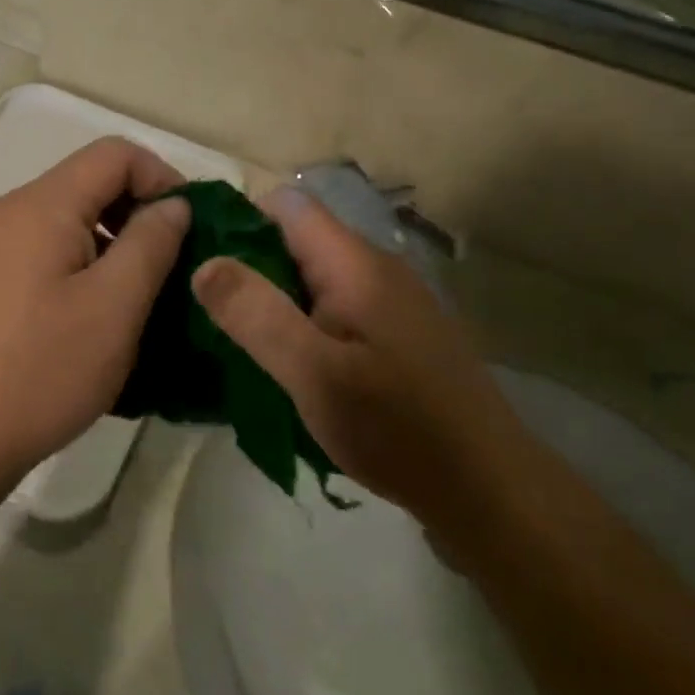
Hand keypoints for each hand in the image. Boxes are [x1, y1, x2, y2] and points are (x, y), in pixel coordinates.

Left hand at [0, 138, 191, 507]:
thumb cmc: (37, 372)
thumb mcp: (114, 308)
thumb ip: (151, 243)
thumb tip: (172, 205)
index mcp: (39, 205)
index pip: (114, 154)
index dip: (162, 178)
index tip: (190, 228)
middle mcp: (5, 213)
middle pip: (86, 184)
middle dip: (135, 214)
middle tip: (167, 269)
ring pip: (62, 223)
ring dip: (107, 246)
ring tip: (131, 302)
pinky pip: (37, 254)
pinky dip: (74, 268)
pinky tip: (84, 321)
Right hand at [191, 187, 527, 533]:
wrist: (489, 489)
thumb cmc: (397, 427)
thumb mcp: (314, 374)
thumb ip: (257, 315)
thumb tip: (205, 264)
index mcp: (355, 263)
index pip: (287, 204)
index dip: (241, 221)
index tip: (205, 264)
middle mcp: (377, 267)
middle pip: (300, 239)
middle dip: (253, 267)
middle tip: (215, 314)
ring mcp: (393, 300)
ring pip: (317, 277)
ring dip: (278, 300)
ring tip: (243, 342)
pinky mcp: (400, 333)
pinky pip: (338, 307)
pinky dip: (307, 323)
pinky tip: (293, 366)